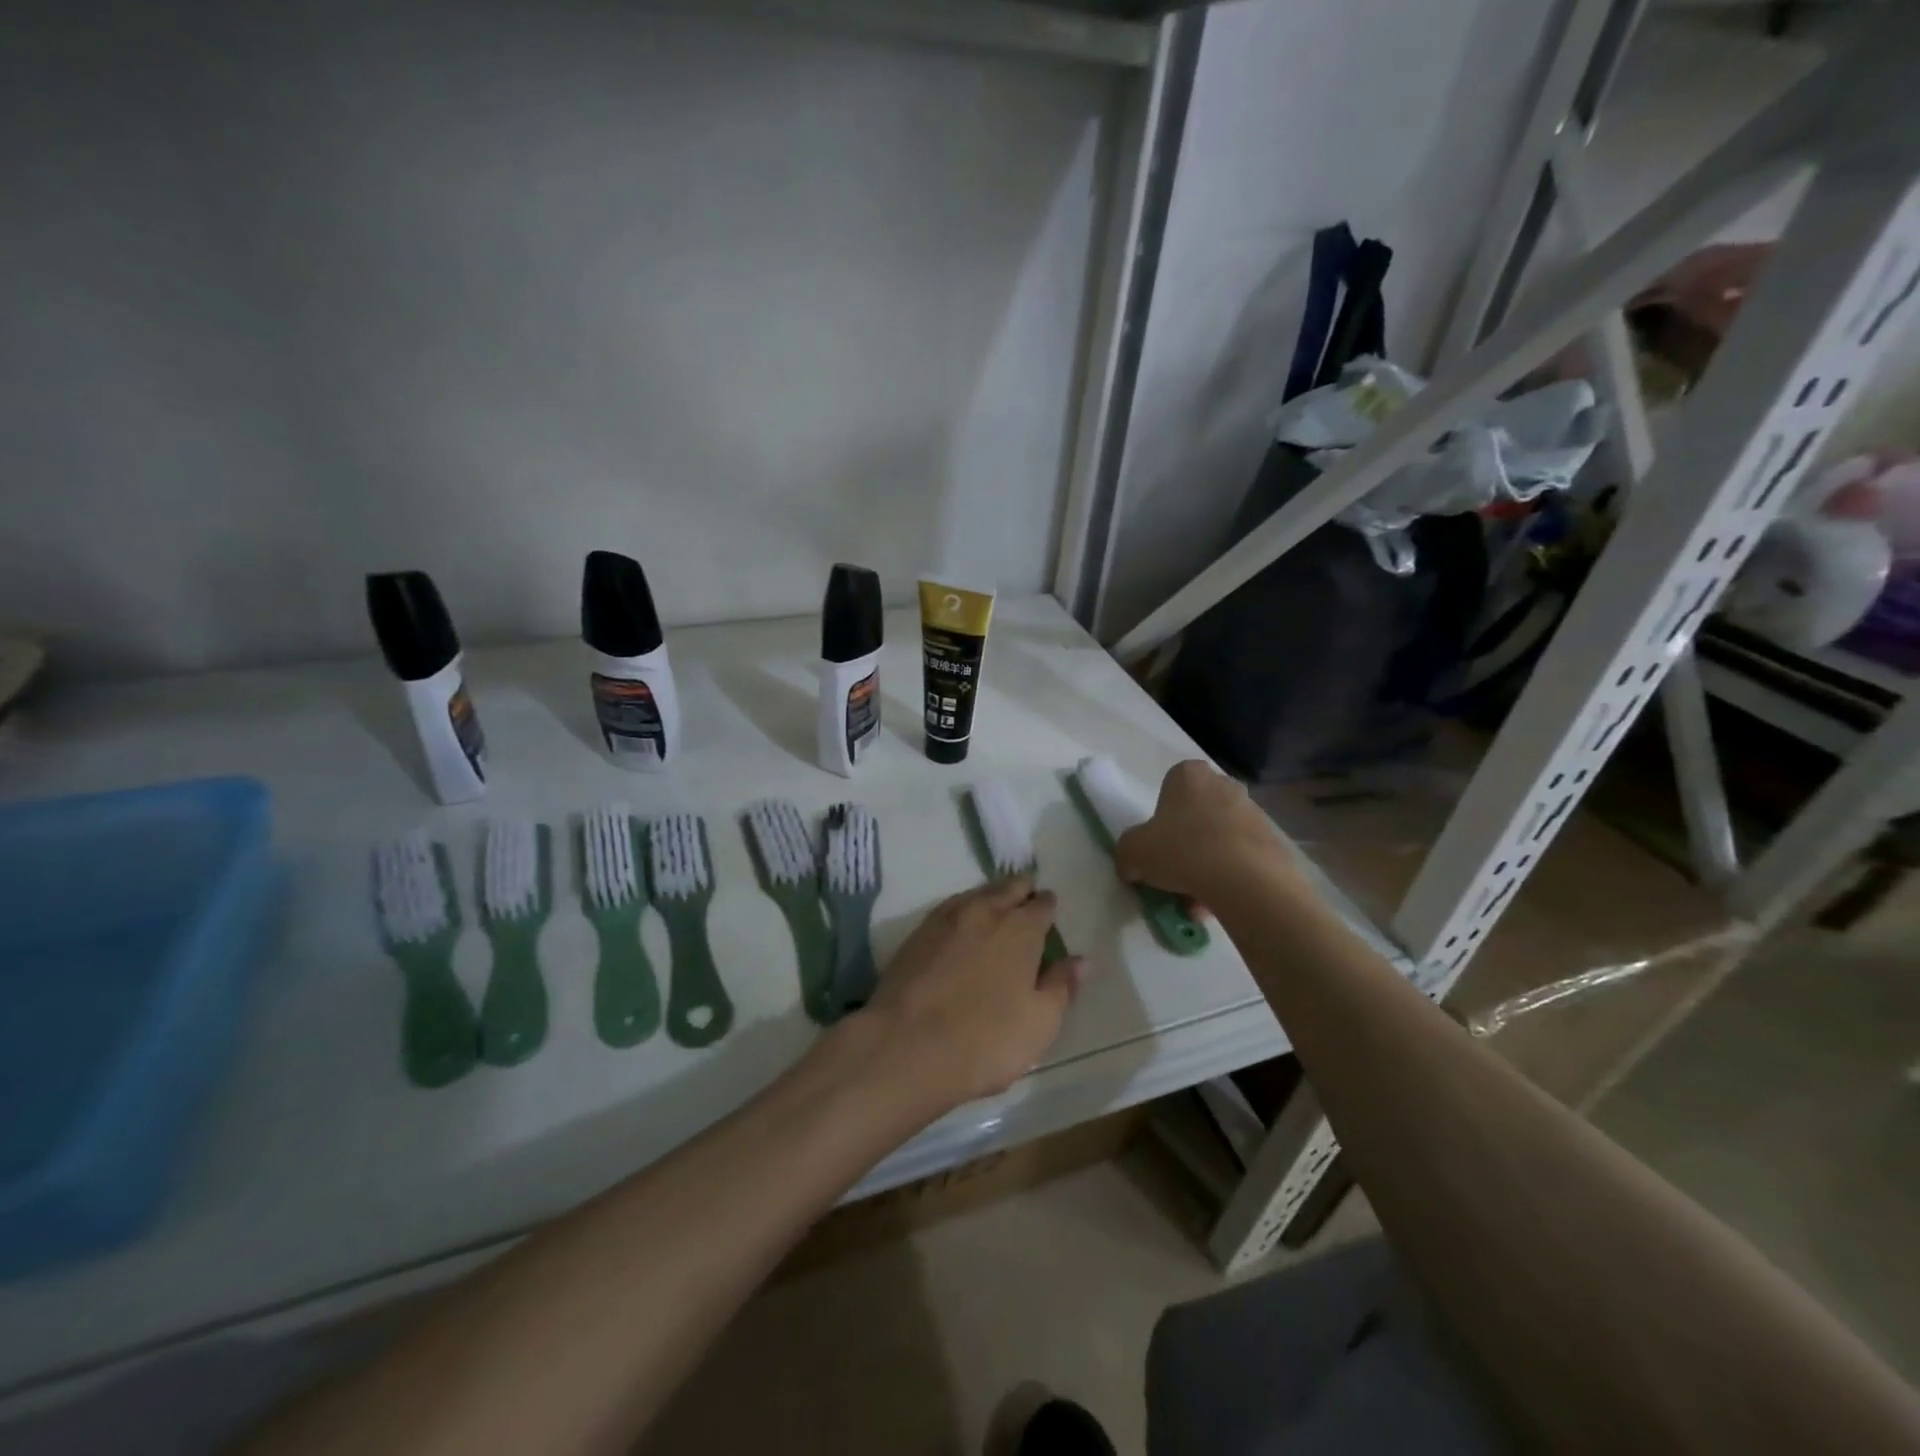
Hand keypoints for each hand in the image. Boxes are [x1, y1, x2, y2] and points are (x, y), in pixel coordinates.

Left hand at [861, 878, 1083, 1113]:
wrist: (905, 1046)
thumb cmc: (984, 1040)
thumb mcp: (1039, 1024)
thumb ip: (1061, 987)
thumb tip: (1081, 960)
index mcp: (1021, 929)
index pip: (1042, 905)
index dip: (1048, 906)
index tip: (1050, 910)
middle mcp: (985, 912)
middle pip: (1008, 888)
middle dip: (1021, 890)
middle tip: (1027, 895)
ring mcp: (947, 919)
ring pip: (977, 894)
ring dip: (991, 895)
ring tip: (997, 905)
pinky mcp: (918, 932)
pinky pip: (949, 908)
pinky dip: (963, 909)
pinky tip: (962, 923)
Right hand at [1113, 760, 1291, 905]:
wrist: (1246, 880)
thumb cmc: (1182, 851)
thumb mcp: (1132, 852)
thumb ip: (1127, 854)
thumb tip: (1132, 866)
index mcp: (1189, 775)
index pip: (1170, 787)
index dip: (1161, 817)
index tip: (1158, 843)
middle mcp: (1224, 785)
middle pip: (1197, 814)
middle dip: (1187, 842)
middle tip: (1175, 873)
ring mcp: (1254, 812)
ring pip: (1220, 839)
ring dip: (1207, 865)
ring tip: (1197, 900)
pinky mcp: (1274, 841)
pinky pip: (1242, 858)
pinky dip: (1230, 877)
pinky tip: (1220, 902)